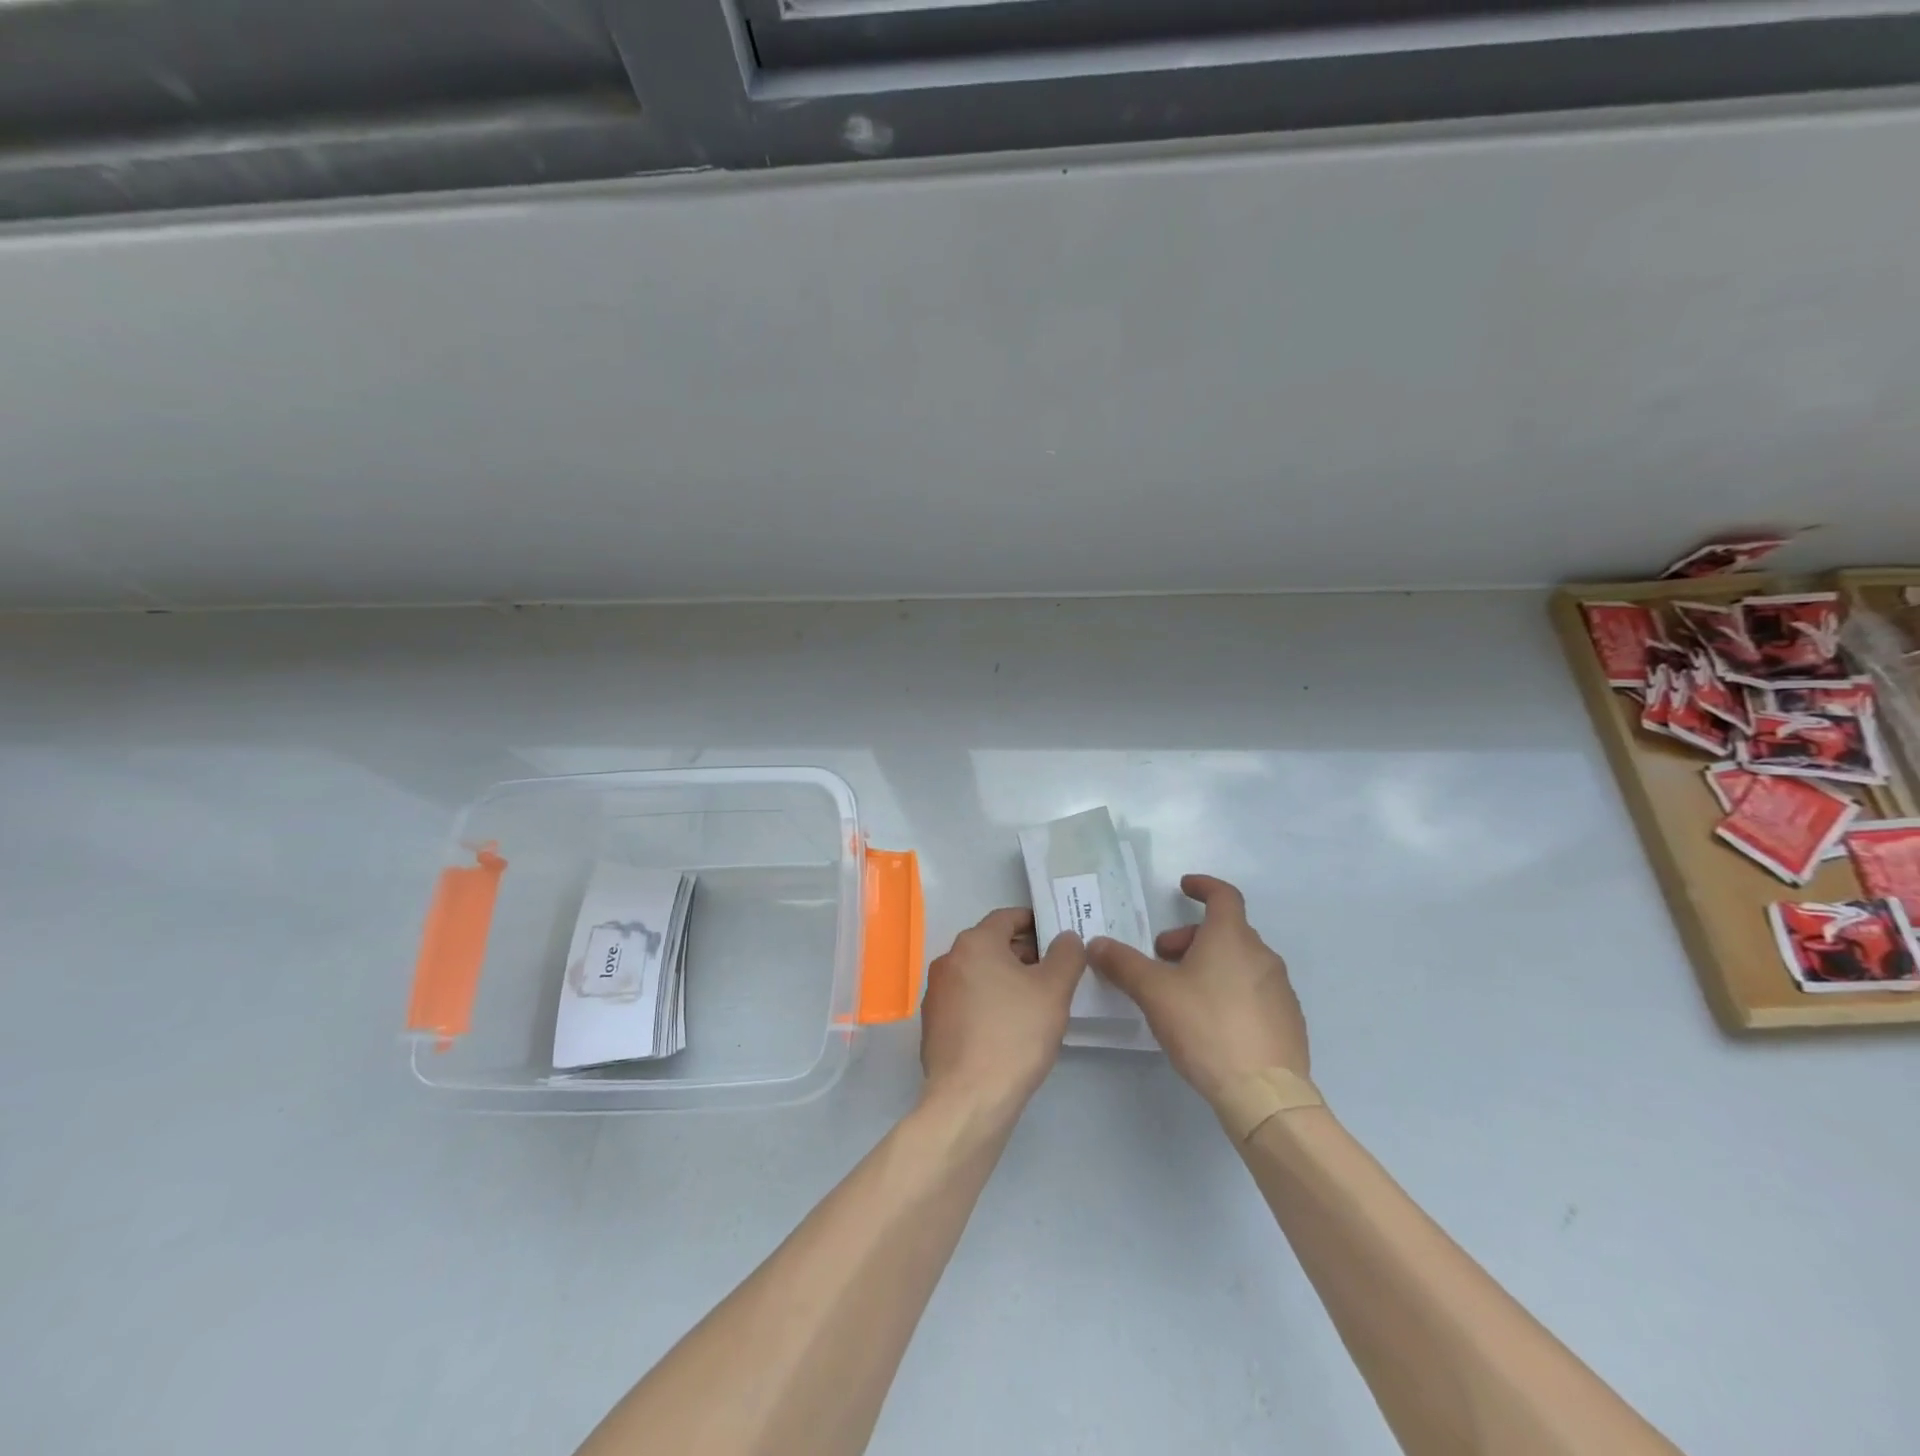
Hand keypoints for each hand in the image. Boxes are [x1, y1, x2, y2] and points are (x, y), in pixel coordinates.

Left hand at [920, 908, 1084, 1116]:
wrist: (969, 1098)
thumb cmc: (1015, 1034)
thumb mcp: (1054, 990)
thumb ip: (1066, 955)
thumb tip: (1065, 938)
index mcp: (974, 943)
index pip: (1007, 917)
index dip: (1035, 923)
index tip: (1058, 938)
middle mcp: (948, 960)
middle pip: (992, 945)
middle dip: (1023, 953)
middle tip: (1054, 973)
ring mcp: (936, 993)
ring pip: (979, 974)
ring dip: (1006, 979)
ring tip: (1036, 1002)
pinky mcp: (933, 1024)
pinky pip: (967, 1001)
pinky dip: (988, 1002)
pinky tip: (1009, 1027)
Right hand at [1086, 875, 1308, 1105]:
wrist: (1265, 1094)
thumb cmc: (1206, 1028)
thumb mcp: (1154, 993)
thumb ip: (1123, 964)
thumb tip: (1097, 943)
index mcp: (1231, 938)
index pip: (1223, 895)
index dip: (1202, 886)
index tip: (1184, 888)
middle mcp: (1262, 955)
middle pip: (1226, 931)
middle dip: (1191, 938)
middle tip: (1163, 960)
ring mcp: (1280, 989)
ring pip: (1240, 961)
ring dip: (1211, 964)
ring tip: (1184, 994)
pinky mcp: (1288, 1020)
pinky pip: (1255, 990)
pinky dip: (1231, 990)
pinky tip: (1212, 1022)